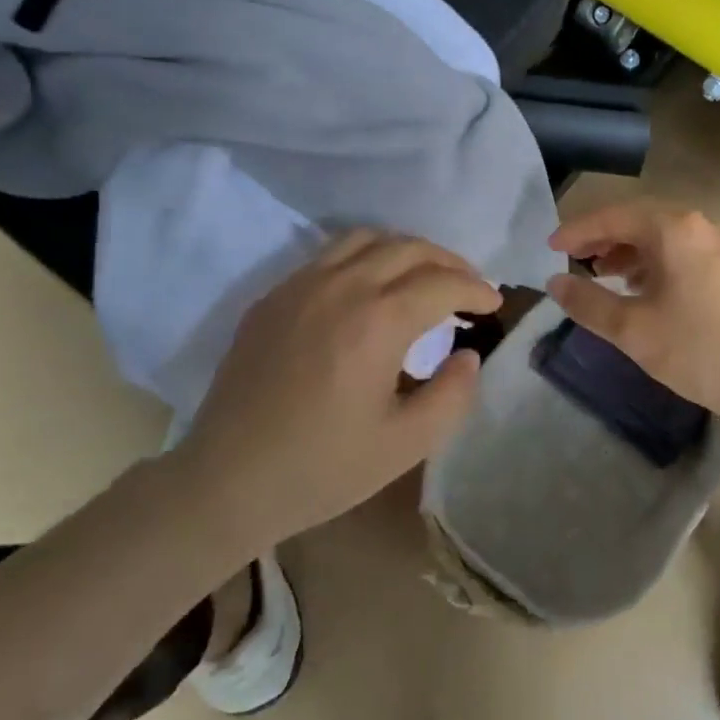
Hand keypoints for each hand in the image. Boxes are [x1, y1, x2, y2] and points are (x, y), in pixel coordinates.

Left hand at [176, 231, 500, 546]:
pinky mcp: (273, 297)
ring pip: (366, 239)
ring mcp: (300, 286)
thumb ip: (452, 395)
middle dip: (448, 262)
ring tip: (424, 276)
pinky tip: (370, 288)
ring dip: (406, 249)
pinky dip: (365, 257)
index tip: (493, 302)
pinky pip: (328, 255)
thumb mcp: (406, 445)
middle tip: (468, 286)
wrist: (227, 480)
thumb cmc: (322, 468)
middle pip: (408, 248)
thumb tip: (468, 355)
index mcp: (377, 321)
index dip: (476, 287)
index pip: (442, 282)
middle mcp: (340, 286)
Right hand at [545, 200, 719, 425]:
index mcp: (675, 230)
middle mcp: (701, 225)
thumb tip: (555, 283)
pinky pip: (683, 251)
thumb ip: (587, 302)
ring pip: (663, 236)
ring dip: (629, 251)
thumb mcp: (632, 330)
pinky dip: (655, 262)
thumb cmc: (698, 351)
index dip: (578, 231)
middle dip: (603, 238)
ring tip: (603, 276)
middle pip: (640, 220)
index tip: (550, 249)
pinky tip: (642, 289)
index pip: (614, 217)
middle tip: (574, 259)